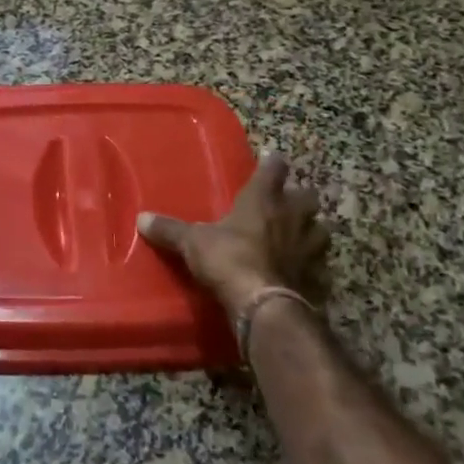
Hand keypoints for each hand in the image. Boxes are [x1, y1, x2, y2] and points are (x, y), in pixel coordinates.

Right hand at [138, 154, 330, 319]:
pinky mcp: (317, 278)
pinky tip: (306, 275)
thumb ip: (170, 230)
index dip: (273, 164)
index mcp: (263, 199)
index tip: (272, 160)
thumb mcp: (192, 242)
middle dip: (301, 197)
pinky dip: (315, 270)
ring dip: (314, 231)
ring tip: (303, 236)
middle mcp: (292, 217)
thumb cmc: (228, 258)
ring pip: (322, 230)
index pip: (274, 169)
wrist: (263, 304)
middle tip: (289, 202)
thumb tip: (141, 218)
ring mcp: (309, 248)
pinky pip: (321, 269)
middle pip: (308, 196)